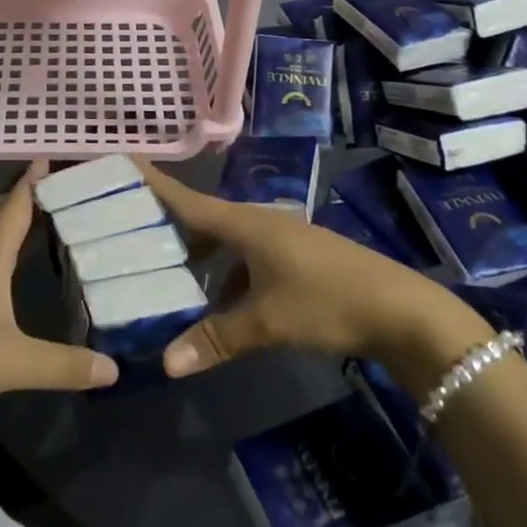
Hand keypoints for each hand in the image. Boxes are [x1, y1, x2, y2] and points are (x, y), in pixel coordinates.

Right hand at [136, 160, 489, 388]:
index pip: (188, 200)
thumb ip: (216, 339)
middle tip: (132, 235)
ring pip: (227, 242)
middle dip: (170, 227)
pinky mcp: (297, 258)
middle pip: (204, 219)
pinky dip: (227, 275)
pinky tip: (220, 306)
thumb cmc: (327, 302)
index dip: (155, 183)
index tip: (124, 162)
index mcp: (245, 224)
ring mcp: (281, 239)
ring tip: (170, 278)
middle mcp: (259, 223)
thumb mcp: (267, 323)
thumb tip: (165, 364)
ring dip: (201, 257)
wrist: (402, 309)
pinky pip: (247, 258)